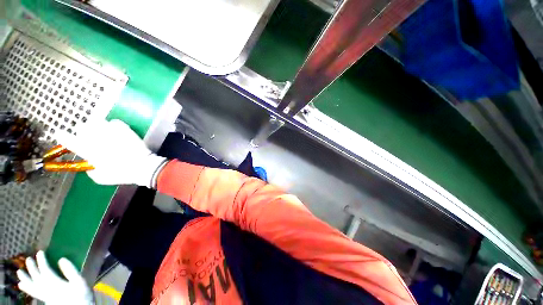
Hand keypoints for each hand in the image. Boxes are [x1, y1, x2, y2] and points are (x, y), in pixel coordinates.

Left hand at [17, 251, 93, 304]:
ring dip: (25, 278)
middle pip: (37, 278)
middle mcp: (47, 289)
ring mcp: (45, 296)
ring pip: (32, 286)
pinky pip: (33, 293)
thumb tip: (61, 259)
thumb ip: (71, 271)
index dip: (42, 261)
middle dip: (32, 268)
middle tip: (28, 259)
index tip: (40, 252)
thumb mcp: (80, 282)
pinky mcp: (46, 300)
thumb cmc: (82, 296)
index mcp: (55, 283)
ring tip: (19, 272)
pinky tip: (23, 286)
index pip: (45, 270)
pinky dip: (27, 288)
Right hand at [56, 119, 166, 186]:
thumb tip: (90, 163)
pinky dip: (113, 126)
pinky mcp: (124, 128)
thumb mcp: (100, 177)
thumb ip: (91, 169)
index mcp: (87, 150)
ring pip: (96, 121)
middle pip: (82, 127)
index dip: (63, 136)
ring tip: (104, 133)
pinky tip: (116, 132)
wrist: (143, 166)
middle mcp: (96, 138)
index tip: (61, 134)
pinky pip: (114, 122)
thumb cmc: (121, 174)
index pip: (68, 139)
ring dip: (97, 127)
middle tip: (91, 138)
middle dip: (84, 132)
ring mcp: (110, 131)